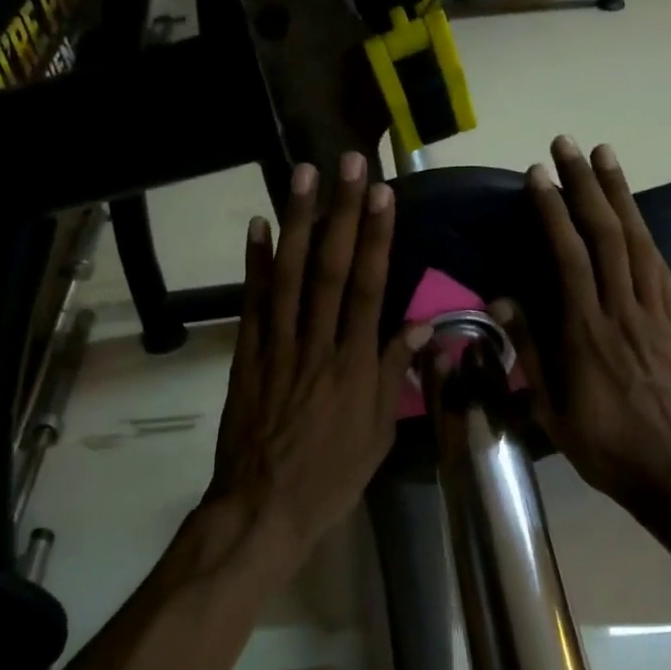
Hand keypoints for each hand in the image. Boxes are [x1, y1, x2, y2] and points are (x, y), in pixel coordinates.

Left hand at [208, 154, 430, 563]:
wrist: (264, 506)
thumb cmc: (331, 475)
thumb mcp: (378, 434)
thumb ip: (395, 374)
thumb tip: (423, 327)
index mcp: (354, 366)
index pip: (368, 289)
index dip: (377, 239)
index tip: (382, 195)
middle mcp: (316, 346)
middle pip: (329, 270)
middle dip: (340, 214)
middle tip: (346, 163)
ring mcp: (276, 348)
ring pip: (288, 276)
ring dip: (296, 223)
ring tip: (303, 176)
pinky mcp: (247, 357)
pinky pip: (251, 304)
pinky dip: (254, 264)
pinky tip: (257, 226)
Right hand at [495, 137, 670, 514]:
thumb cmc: (604, 445)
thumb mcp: (552, 408)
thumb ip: (531, 350)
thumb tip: (504, 299)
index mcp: (586, 332)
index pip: (569, 256)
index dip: (553, 212)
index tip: (537, 177)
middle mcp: (622, 311)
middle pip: (606, 235)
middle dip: (585, 186)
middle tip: (568, 146)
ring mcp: (655, 314)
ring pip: (637, 242)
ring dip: (620, 196)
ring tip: (605, 157)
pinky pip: (660, 267)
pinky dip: (645, 233)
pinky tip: (635, 216)